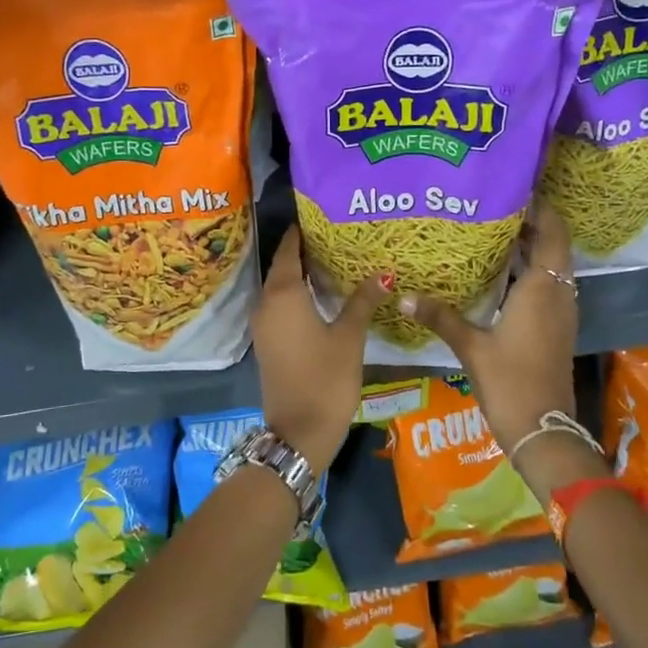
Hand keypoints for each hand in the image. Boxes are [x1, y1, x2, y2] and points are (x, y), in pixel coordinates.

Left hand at [253, 225, 386, 468]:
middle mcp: (266, 303)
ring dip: (301, 274)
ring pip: (280, 287)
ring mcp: (264, 325)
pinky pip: (280, 306)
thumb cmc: (326, 379)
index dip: (302, 232)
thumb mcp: (349, 337)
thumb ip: (363, 301)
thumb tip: (383, 272)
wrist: (298, 432)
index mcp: (283, 294)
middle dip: (305, 250)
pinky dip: (297, 295)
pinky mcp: (268, 342)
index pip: (288, 250)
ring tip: (334, 261)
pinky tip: (322, 296)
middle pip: (282, 266)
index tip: (322, 215)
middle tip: (336, 236)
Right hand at [398, 200, 598, 500]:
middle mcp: (558, 294)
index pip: (552, 233)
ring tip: (492, 229)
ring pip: (551, 266)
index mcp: (542, 289)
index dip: (541, 207)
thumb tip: (401, 295)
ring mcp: (560, 312)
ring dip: (530, 246)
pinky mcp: (555, 327)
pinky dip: (529, 270)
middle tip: (492, 204)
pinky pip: (547, 284)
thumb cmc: (510, 382)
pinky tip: (499, 272)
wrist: (543, 429)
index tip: (515, 187)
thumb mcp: (470, 347)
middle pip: (552, 245)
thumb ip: (439, 317)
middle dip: (530, 222)